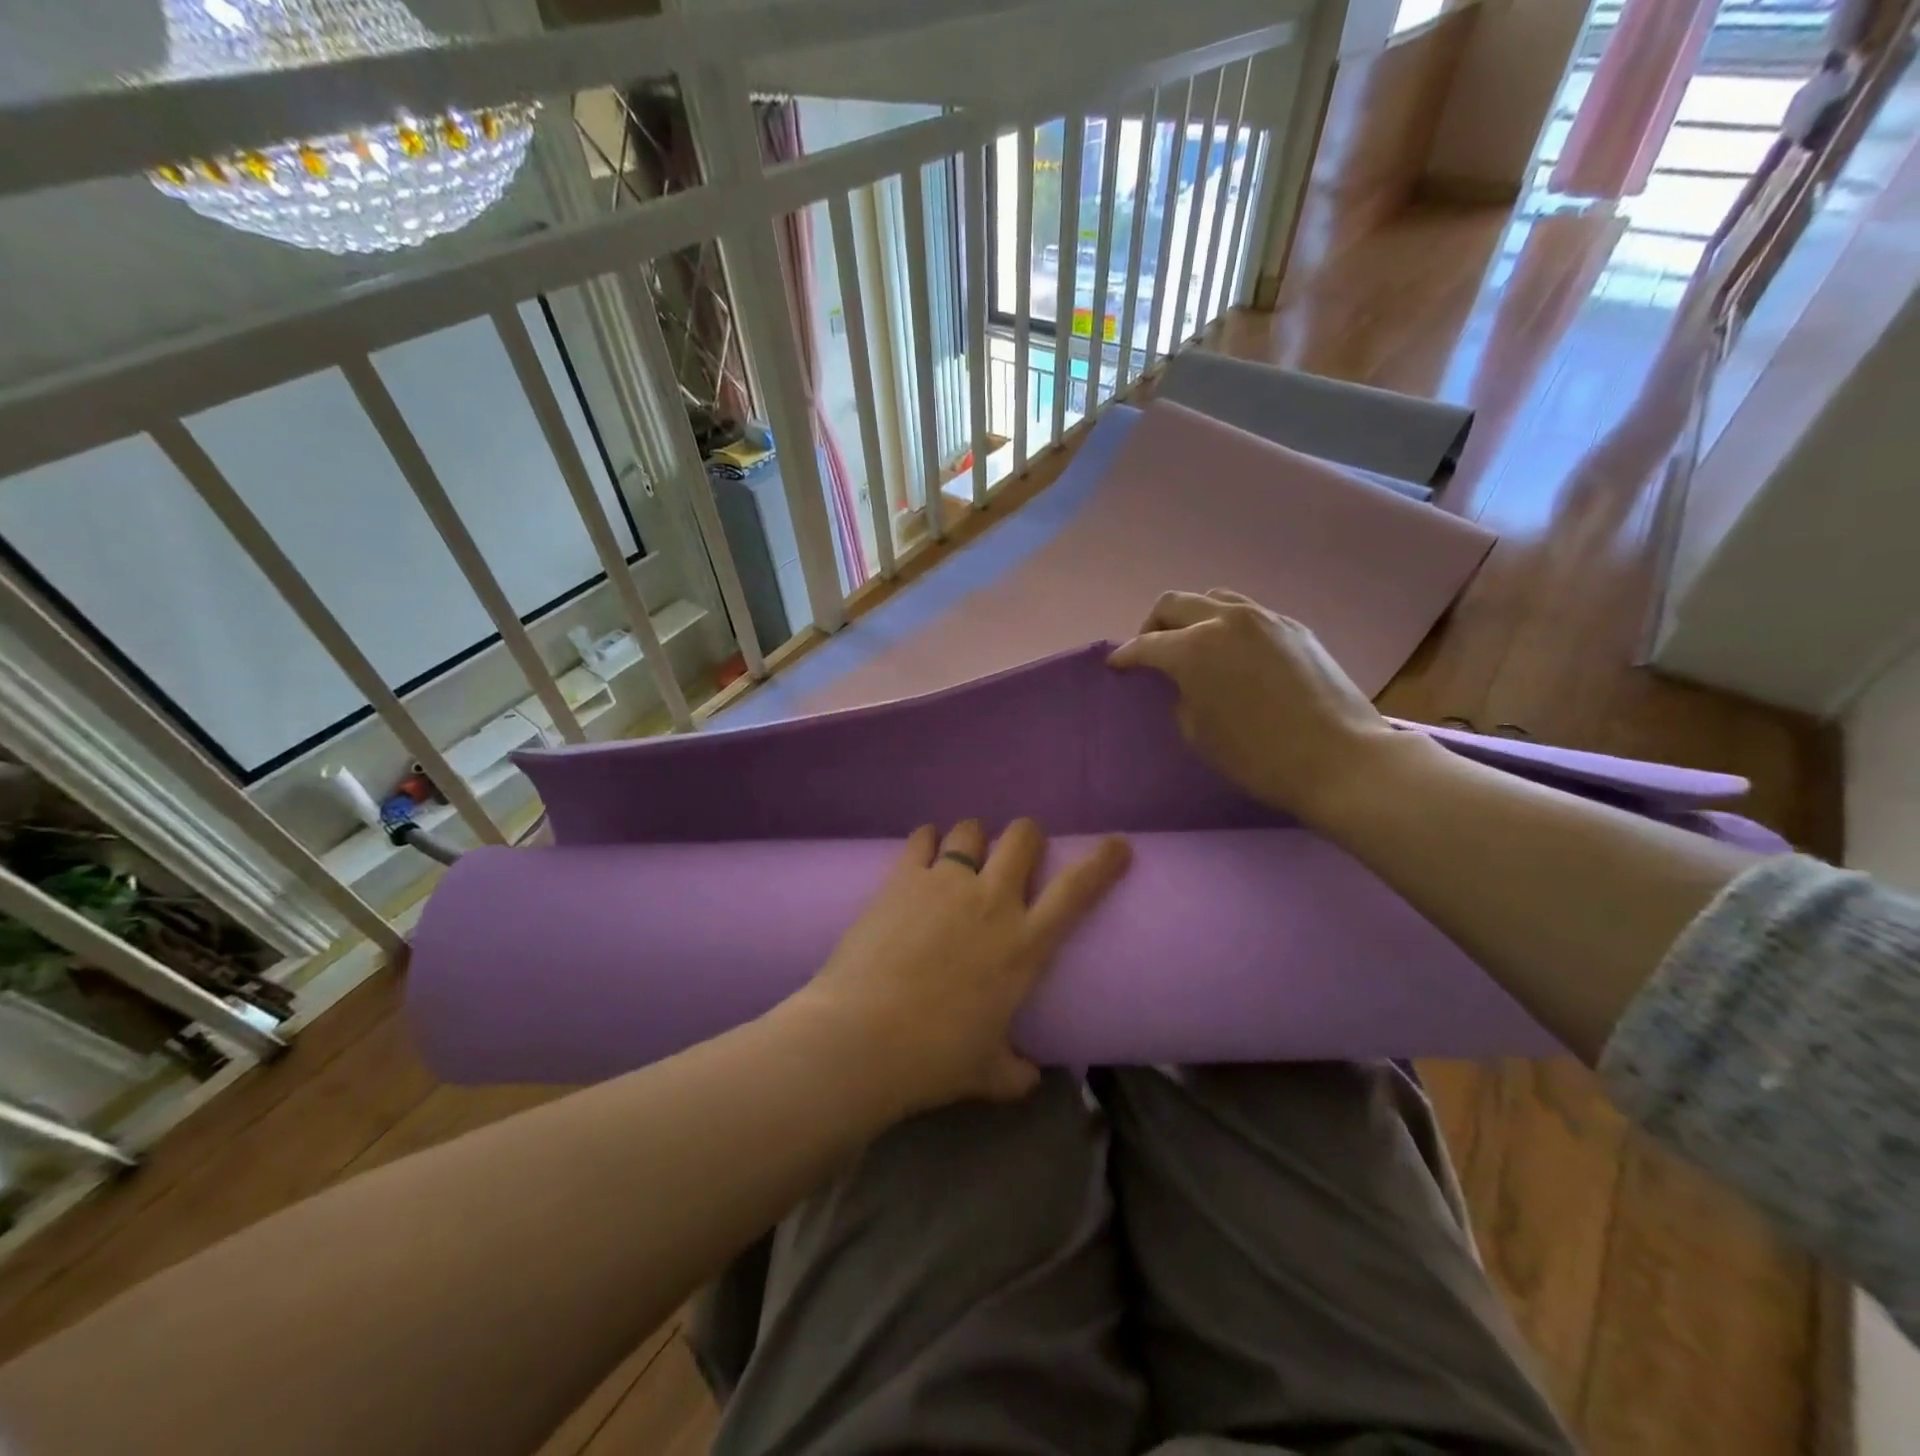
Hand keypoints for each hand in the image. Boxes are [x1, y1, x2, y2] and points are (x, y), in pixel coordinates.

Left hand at [798, 819, 1128, 1113]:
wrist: (861, 1038)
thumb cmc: (934, 1058)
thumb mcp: (987, 1072)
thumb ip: (1015, 1072)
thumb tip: (1029, 1078)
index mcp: (1024, 945)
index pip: (1077, 890)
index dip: (1102, 861)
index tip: (1117, 845)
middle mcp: (991, 901)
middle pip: (1023, 837)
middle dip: (1027, 837)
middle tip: (1017, 855)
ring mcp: (945, 883)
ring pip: (971, 829)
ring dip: (974, 838)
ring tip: (963, 855)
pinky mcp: (903, 878)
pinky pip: (923, 838)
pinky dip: (928, 840)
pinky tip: (924, 851)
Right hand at [1109, 589, 1395, 823]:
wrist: (1339, 758)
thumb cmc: (1258, 756)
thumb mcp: (1198, 733)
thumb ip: (1182, 696)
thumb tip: (1185, 682)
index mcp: (1194, 648)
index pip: (1146, 645)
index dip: (1125, 656)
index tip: (1117, 666)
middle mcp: (1226, 620)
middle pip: (1175, 604)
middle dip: (1154, 625)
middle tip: (1151, 650)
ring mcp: (1264, 618)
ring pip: (1213, 599)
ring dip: (1193, 617)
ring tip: (1192, 645)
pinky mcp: (1294, 627)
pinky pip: (1248, 614)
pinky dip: (1227, 626)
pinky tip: (1233, 653)